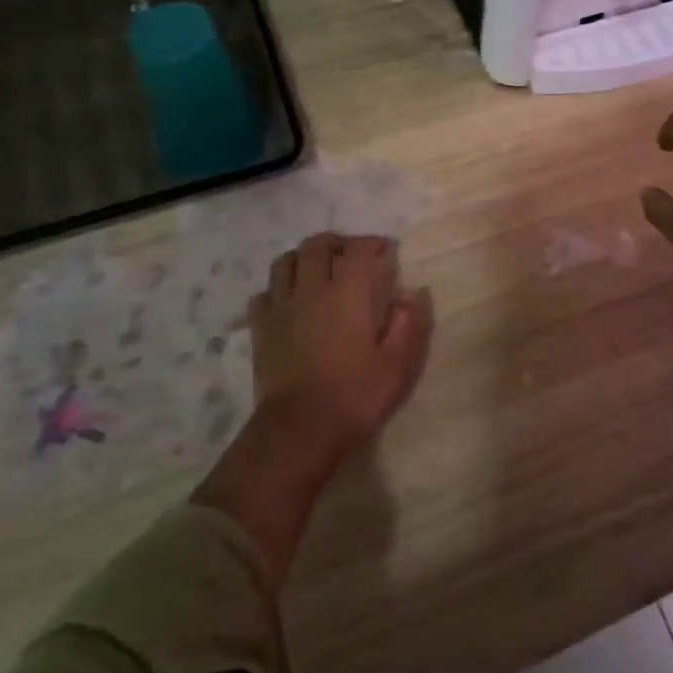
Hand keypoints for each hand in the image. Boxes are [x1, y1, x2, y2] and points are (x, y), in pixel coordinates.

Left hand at [249, 233, 432, 462]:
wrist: (299, 429)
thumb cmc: (355, 395)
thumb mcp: (398, 364)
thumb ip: (409, 324)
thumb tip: (412, 294)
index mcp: (348, 293)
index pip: (358, 250)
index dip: (373, 243)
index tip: (386, 250)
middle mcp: (311, 289)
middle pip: (317, 245)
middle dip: (337, 242)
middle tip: (352, 255)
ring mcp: (281, 307)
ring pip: (285, 262)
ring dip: (304, 258)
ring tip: (318, 271)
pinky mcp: (261, 329)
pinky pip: (264, 294)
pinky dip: (278, 289)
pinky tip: (290, 302)